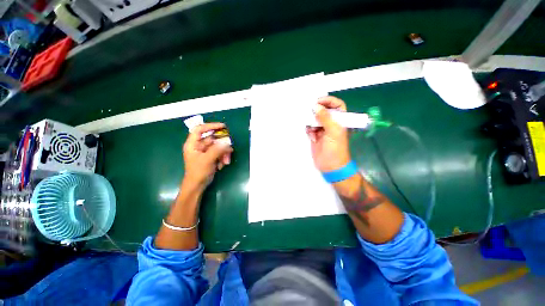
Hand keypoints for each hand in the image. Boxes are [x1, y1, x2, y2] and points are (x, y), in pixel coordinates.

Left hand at [183, 123, 232, 187]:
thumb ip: (217, 150)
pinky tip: (222, 165)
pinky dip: (223, 157)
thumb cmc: (198, 172)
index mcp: (193, 144)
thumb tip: (226, 143)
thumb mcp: (207, 160)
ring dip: (224, 153)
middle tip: (229, 149)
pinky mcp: (211, 156)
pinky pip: (219, 153)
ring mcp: (205, 151)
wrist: (198, 185)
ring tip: (226, 161)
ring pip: (218, 147)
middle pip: (213, 139)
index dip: (210, 126)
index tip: (222, 126)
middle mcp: (199, 146)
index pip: (200, 129)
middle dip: (222, 145)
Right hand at [306, 96, 350, 171]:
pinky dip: (309, 131)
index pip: (337, 105)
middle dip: (316, 111)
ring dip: (311, 122)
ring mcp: (323, 130)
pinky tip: (311, 137)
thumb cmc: (335, 148)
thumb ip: (325, 117)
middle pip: (324, 111)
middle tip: (309, 112)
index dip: (329, 101)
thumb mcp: (333, 131)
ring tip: (312, 130)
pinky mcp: (315, 136)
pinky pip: (310, 128)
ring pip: (315, 119)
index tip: (318, 101)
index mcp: (340, 120)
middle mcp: (332, 123)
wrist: (330, 166)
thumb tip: (315, 106)